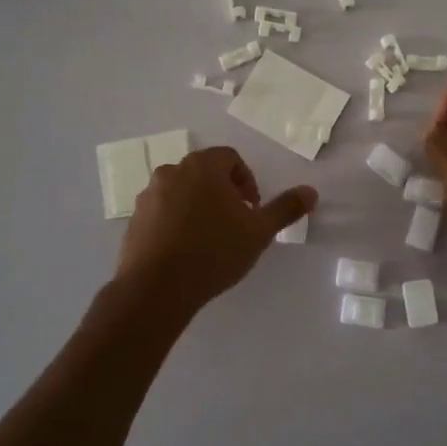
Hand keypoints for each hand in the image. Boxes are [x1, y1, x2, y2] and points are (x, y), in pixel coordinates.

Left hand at [116, 146, 315, 311]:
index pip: (230, 157)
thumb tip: (311, 191)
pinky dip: (176, 221)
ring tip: (210, 238)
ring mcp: (148, 195)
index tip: (252, 209)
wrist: (156, 288)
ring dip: (199, 205)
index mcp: (203, 167)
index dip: (246, 180)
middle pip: (204, 172)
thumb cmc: (213, 251)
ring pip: (182, 191)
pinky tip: (186, 250)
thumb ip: (285, 208)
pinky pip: (162, 211)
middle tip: (235, 222)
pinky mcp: (134, 219)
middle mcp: (172, 172)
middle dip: (223, 192)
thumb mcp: (259, 232)